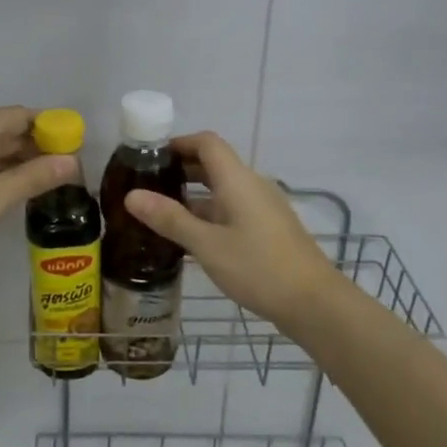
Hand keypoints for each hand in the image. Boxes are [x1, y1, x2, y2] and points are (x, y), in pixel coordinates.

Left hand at [0, 107, 75, 280]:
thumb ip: (36, 176)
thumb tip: (72, 161)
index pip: (23, 116)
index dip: (51, 128)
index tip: (75, 147)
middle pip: (5, 129)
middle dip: (35, 147)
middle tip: (66, 170)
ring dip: (15, 161)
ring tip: (45, 182)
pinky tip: (10, 190)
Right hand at [123, 132, 349, 331]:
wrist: (315, 304)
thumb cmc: (259, 267)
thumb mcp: (207, 245)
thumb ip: (170, 218)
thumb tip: (131, 195)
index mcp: (238, 180)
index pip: (206, 143)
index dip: (178, 143)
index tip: (149, 156)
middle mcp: (252, 186)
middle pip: (213, 164)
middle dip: (180, 170)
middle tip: (146, 185)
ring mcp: (263, 208)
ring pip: (222, 190)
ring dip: (192, 195)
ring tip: (159, 212)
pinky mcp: (268, 229)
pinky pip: (232, 209)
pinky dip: (208, 214)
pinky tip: (189, 237)